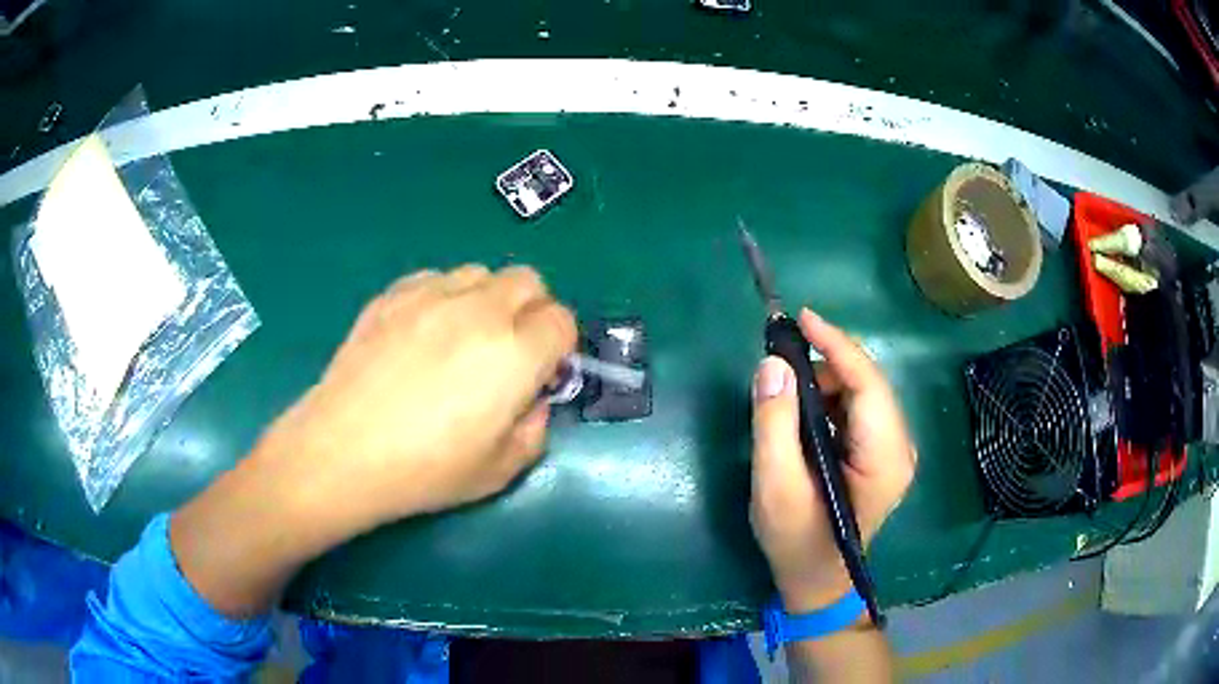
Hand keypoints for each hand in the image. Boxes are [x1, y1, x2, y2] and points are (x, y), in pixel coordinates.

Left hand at [256, 264, 576, 528]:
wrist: (343, 451)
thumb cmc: (425, 470)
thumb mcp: (500, 470)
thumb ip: (534, 430)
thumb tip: (531, 401)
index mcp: (516, 353)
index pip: (561, 321)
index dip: (557, 346)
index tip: (540, 372)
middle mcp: (480, 310)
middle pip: (528, 281)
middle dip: (531, 310)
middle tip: (509, 350)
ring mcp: (431, 296)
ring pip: (480, 273)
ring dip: (486, 299)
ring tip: (462, 338)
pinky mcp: (392, 295)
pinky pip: (434, 278)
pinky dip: (443, 297)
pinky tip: (422, 333)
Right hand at [750, 308, 915, 613]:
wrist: (816, 580)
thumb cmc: (796, 540)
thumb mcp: (776, 486)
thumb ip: (774, 424)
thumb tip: (772, 364)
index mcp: (885, 457)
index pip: (867, 383)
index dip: (837, 345)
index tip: (801, 318)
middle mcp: (900, 447)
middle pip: (867, 384)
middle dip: (825, 364)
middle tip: (777, 363)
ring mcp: (893, 450)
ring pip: (862, 393)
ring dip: (824, 383)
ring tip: (784, 393)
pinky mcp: (881, 453)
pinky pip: (858, 409)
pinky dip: (829, 400)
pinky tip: (802, 412)